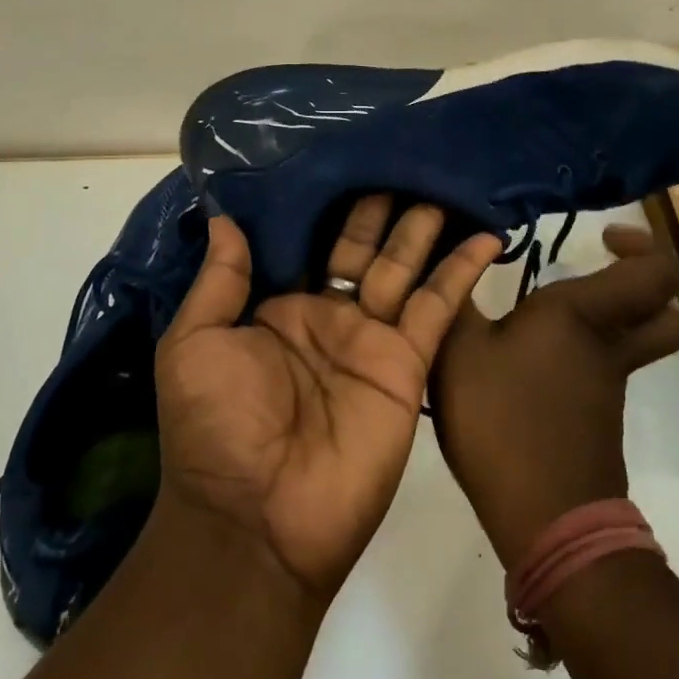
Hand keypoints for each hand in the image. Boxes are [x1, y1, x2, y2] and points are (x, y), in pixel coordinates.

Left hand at [154, 196, 501, 602]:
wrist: (257, 521)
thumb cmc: (213, 427)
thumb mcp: (194, 344)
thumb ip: (220, 280)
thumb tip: (226, 215)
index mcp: (276, 308)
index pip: (306, 241)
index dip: (324, 205)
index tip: (343, 157)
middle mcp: (326, 316)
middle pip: (360, 247)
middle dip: (379, 207)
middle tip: (402, 157)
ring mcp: (370, 339)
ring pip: (403, 267)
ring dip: (423, 228)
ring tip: (442, 182)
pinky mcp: (407, 363)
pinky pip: (438, 306)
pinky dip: (462, 271)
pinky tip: (484, 235)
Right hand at [431, 224, 678, 567]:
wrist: (546, 518)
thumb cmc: (502, 419)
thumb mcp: (458, 351)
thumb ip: (451, 301)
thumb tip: (445, 256)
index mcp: (582, 314)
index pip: (654, 272)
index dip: (641, 246)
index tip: (601, 237)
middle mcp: (607, 344)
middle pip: (663, 312)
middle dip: (642, 284)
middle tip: (597, 269)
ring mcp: (607, 385)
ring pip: (636, 341)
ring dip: (612, 319)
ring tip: (548, 311)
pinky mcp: (596, 418)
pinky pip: (605, 370)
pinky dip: (585, 355)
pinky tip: (529, 360)